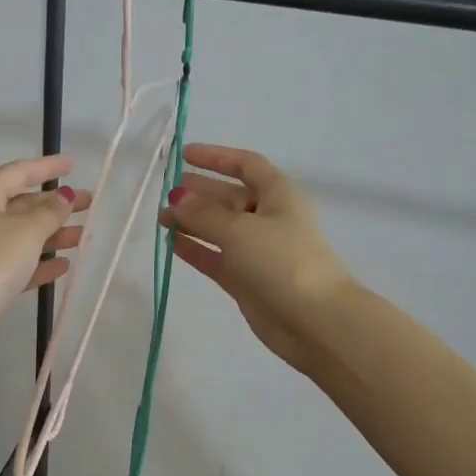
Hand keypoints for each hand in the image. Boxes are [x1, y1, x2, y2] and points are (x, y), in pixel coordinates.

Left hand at [0, 154, 90, 355]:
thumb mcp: (26, 230)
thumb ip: (50, 212)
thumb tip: (63, 197)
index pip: (20, 171)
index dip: (47, 167)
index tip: (73, 165)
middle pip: (23, 204)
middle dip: (56, 204)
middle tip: (89, 204)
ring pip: (23, 235)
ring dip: (53, 234)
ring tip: (83, 237)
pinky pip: (19, 263)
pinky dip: (41, 263)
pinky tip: (64, 266)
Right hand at [159, 144, 354, 375]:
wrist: (314, 320)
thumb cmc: (281, 261)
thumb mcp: (239, 229)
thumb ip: (202, 213)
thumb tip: (176, 199)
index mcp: (278, 195)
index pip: (246, 165)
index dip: (217, 157)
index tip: (185, 155)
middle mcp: (269, 218)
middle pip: (230, 197)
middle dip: (200, 192)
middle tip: (167, 191)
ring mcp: (258, 251)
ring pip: (220, 228)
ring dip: (192, 221)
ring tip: (161, 218)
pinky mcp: (247, 279)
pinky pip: (216, 257)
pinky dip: (196, 248)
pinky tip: (172, 243)